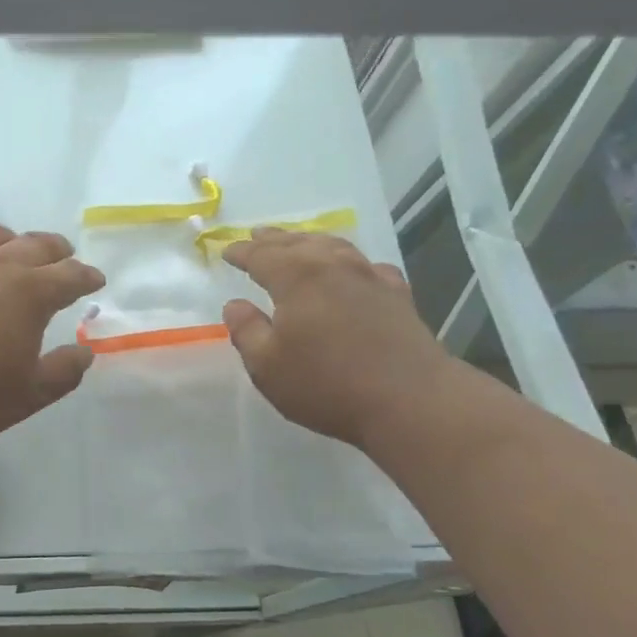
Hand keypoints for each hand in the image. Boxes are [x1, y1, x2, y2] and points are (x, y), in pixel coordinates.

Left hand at [0, 223, 104, 446]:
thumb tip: (85, 352)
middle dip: (55, 249)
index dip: (86, 276)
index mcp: (29, 293)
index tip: (96, 280)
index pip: (69, 275)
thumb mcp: (29, 394)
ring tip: (17, 247)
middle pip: (33, 245)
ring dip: (12, 239)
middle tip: (65, 255)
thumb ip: (63, 372)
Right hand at [220, 231, 453, 447]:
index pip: (261, 256)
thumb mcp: (267, 366)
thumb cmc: (326, 384)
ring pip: (335, 247)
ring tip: (299, 242)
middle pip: (298, 244)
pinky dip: (351, 261)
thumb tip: (235, 305)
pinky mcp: (398, 296)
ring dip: (311, 242)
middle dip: (274, 239)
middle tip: (257, 235)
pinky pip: (367, 266)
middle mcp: (334, 267)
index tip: (226, 251)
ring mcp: (370, 278)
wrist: (411, 401)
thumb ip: (247, 331)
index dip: (241, 252)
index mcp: (297, 278)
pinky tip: (354, 269)